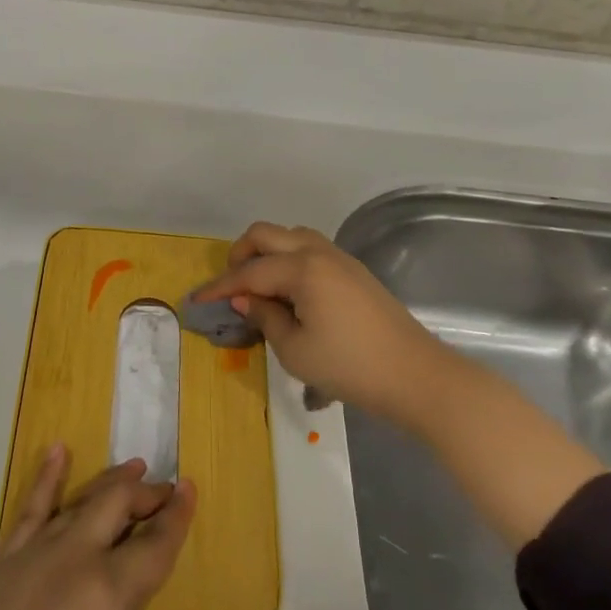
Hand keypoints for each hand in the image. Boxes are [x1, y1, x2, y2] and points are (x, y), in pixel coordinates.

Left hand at [0, 447, 205, 609]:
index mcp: (107, 592)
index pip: (154, 544)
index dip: (176, 516)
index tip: (191, 489)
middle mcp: (73, 558)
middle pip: (117, 507)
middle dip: (145, 495)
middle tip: (165, 491)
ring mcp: (34, 556)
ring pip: (79, 503)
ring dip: (108, 484)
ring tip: (131, 469)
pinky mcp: (4, 566)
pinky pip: (30, 511)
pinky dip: (46, 477)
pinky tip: (58, 452)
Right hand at [192, 222, 444, 426]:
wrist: (415, 375)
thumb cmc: (349, 367)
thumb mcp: (295, 351)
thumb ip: (265, 317)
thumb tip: (244, 299)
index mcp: (302, 269)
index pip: (249, 272)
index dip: (220, 287)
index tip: (195, 300)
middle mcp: (318, 252)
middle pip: (266, 234)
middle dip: (240, 255)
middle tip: (230, 287)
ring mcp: (340, 259)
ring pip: (290, 237)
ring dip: (267, 252)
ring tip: (257, 286)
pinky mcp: (353, 271)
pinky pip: (310, 249)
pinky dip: (288, 259)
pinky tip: (288, 290)